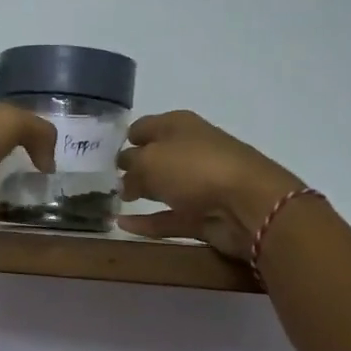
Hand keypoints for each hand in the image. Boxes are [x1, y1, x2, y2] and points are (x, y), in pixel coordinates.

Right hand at [116, 111, 304, 260]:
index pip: (145, 127)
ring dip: (141, 192)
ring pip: (163, 187)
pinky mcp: (203, 215)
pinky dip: (147, 221)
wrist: (247, 204)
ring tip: (114, 201)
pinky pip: (168, 217)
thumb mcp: (149, 160)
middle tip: (105, 178)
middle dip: (132, 166)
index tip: (103, 153)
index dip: (126, 138)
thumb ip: (130, 167)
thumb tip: (124, 178)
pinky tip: (122, 224)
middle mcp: (190, 150)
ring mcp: (199, 184)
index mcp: (179, 126)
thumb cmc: (194, 168)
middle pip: (155, 156)